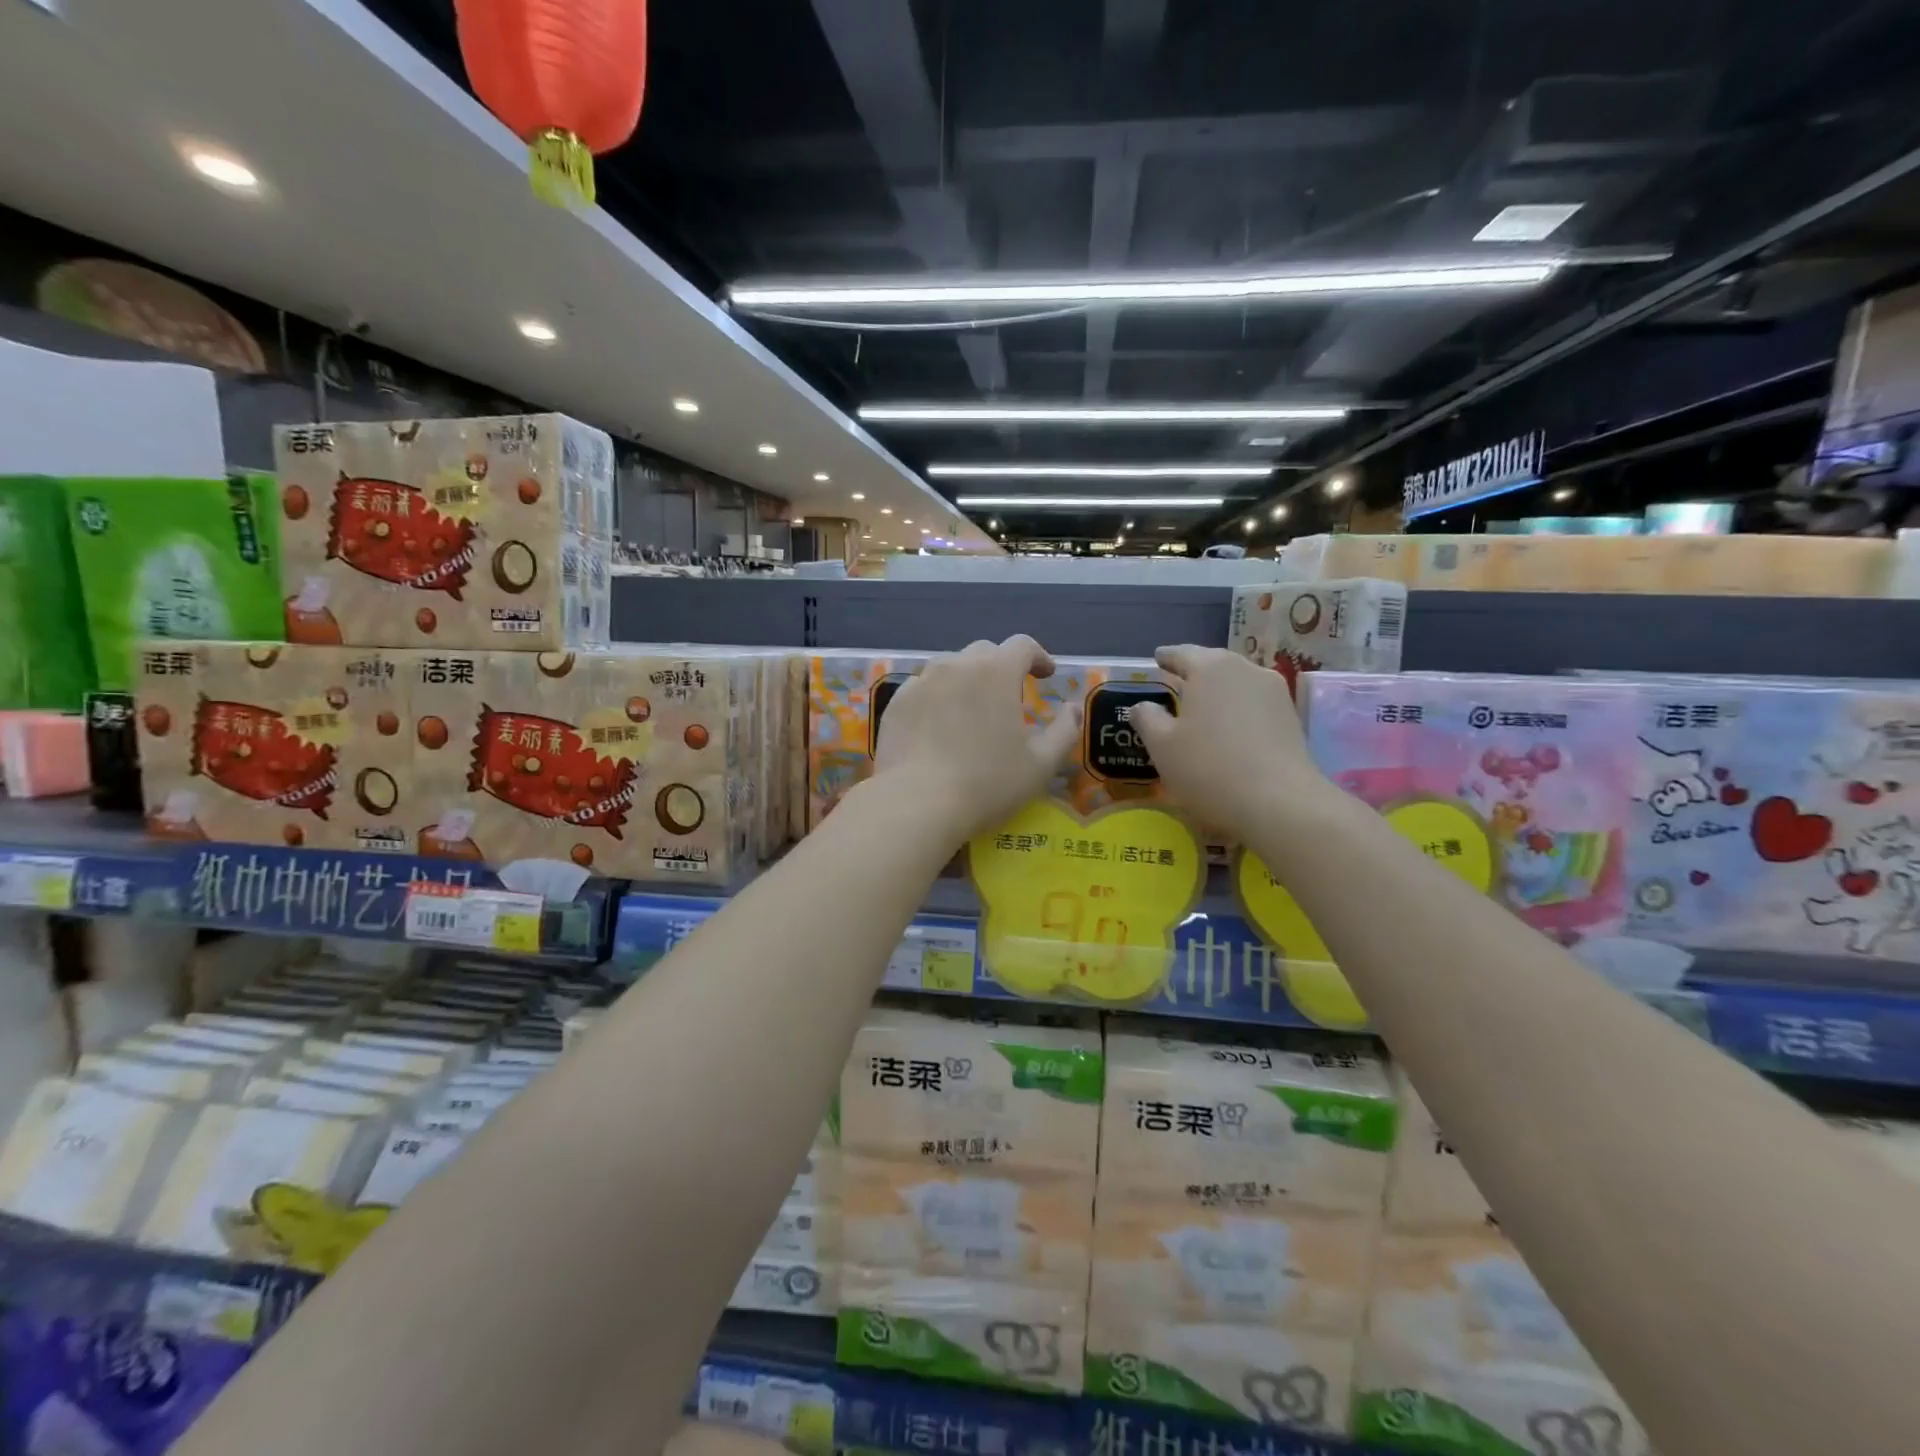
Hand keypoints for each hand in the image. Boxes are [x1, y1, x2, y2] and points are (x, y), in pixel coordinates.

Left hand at [871, 636, 1079, 846]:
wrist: (917, 803)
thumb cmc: (988, 783)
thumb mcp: (1041, 764)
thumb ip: (1065, 731)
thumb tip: (1074, 709)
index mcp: (996, 672)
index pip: (1022, 645)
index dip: (1038, 656)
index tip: (1046, 674)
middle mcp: (956, 665)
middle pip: (984, 652)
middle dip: (1002, 667)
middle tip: (1009, 695)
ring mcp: (921, 682)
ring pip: (949, 667)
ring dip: (967, 679)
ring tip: (972, 708)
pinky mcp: (896, 703)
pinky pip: (922, 688)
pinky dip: (937, 697)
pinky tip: (939, 725)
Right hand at [1128, 645, 1330, 841]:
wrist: (1279, 802)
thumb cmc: (1209, 767)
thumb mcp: (1162, 746)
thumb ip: (1147, 718)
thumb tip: (1142, 706)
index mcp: (1209, 667)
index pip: (1181, 653)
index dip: (1166, 657)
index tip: (1156, 660)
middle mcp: (1244, 669)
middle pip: (1213, 663)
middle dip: (1194, 671)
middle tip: (1176, 683)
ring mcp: (1274, 691)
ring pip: (1237, 682)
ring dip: (1218, 690)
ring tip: (1202, 707)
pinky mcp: (1290, 716)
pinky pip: (1254, 703)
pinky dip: (1238, 708)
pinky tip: (1229, 727)